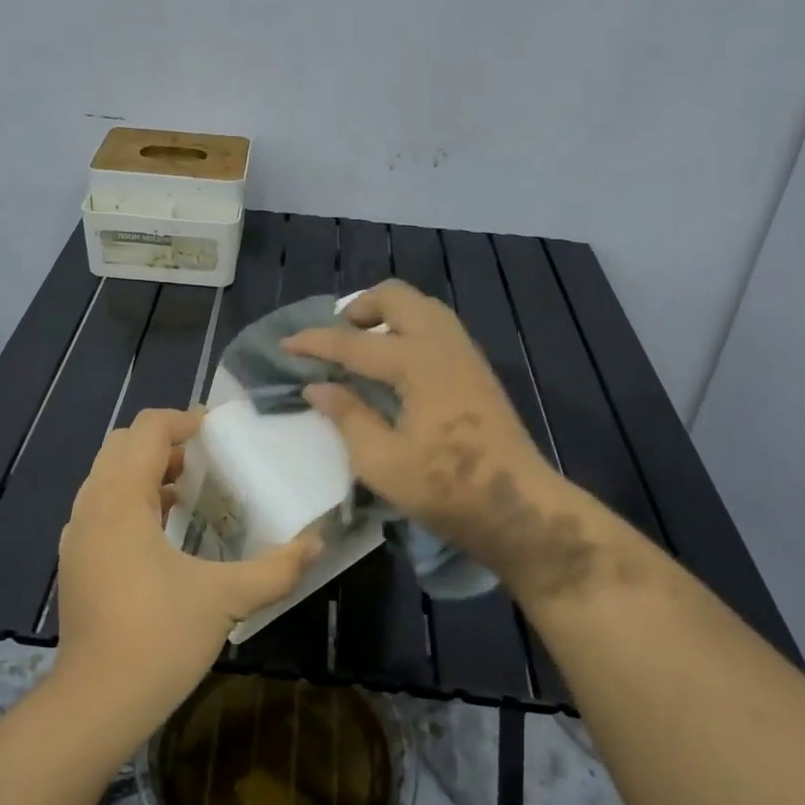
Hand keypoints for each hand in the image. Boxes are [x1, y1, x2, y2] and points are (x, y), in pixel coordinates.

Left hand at [50, 408, 319, 752]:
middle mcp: (91, 506)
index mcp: (121, 501)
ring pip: (107, 475)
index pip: (146, 430)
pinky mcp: (75, 559)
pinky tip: (163, 531)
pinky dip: (130, 498)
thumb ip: (276, 568)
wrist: (95, 702)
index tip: (218, 433)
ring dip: (145, 470)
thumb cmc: (159, 640)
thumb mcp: (225, 599)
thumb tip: (317, 543)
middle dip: (163, 442)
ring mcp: (77, 534)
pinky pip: (101, 505)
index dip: (183, 420)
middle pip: (121, 445)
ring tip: (189, 491)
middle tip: (206, 461)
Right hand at [284, 281, 594, 598]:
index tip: (285, 345)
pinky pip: (436, 325)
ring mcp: (465, 353)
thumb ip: (347, 417)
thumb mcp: (382, 462)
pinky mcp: (476, 368)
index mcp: (417, 363)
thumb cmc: (447, 488)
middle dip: (358, 308)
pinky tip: (394, 362)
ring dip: (386, 314)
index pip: (354, 342)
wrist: (519, 507)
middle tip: (334, 337)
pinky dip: (407, 327)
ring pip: (421, 307)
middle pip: (396, 297)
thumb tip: (317, 386)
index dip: (316, 342)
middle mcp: (442, 344)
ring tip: (361, 345)